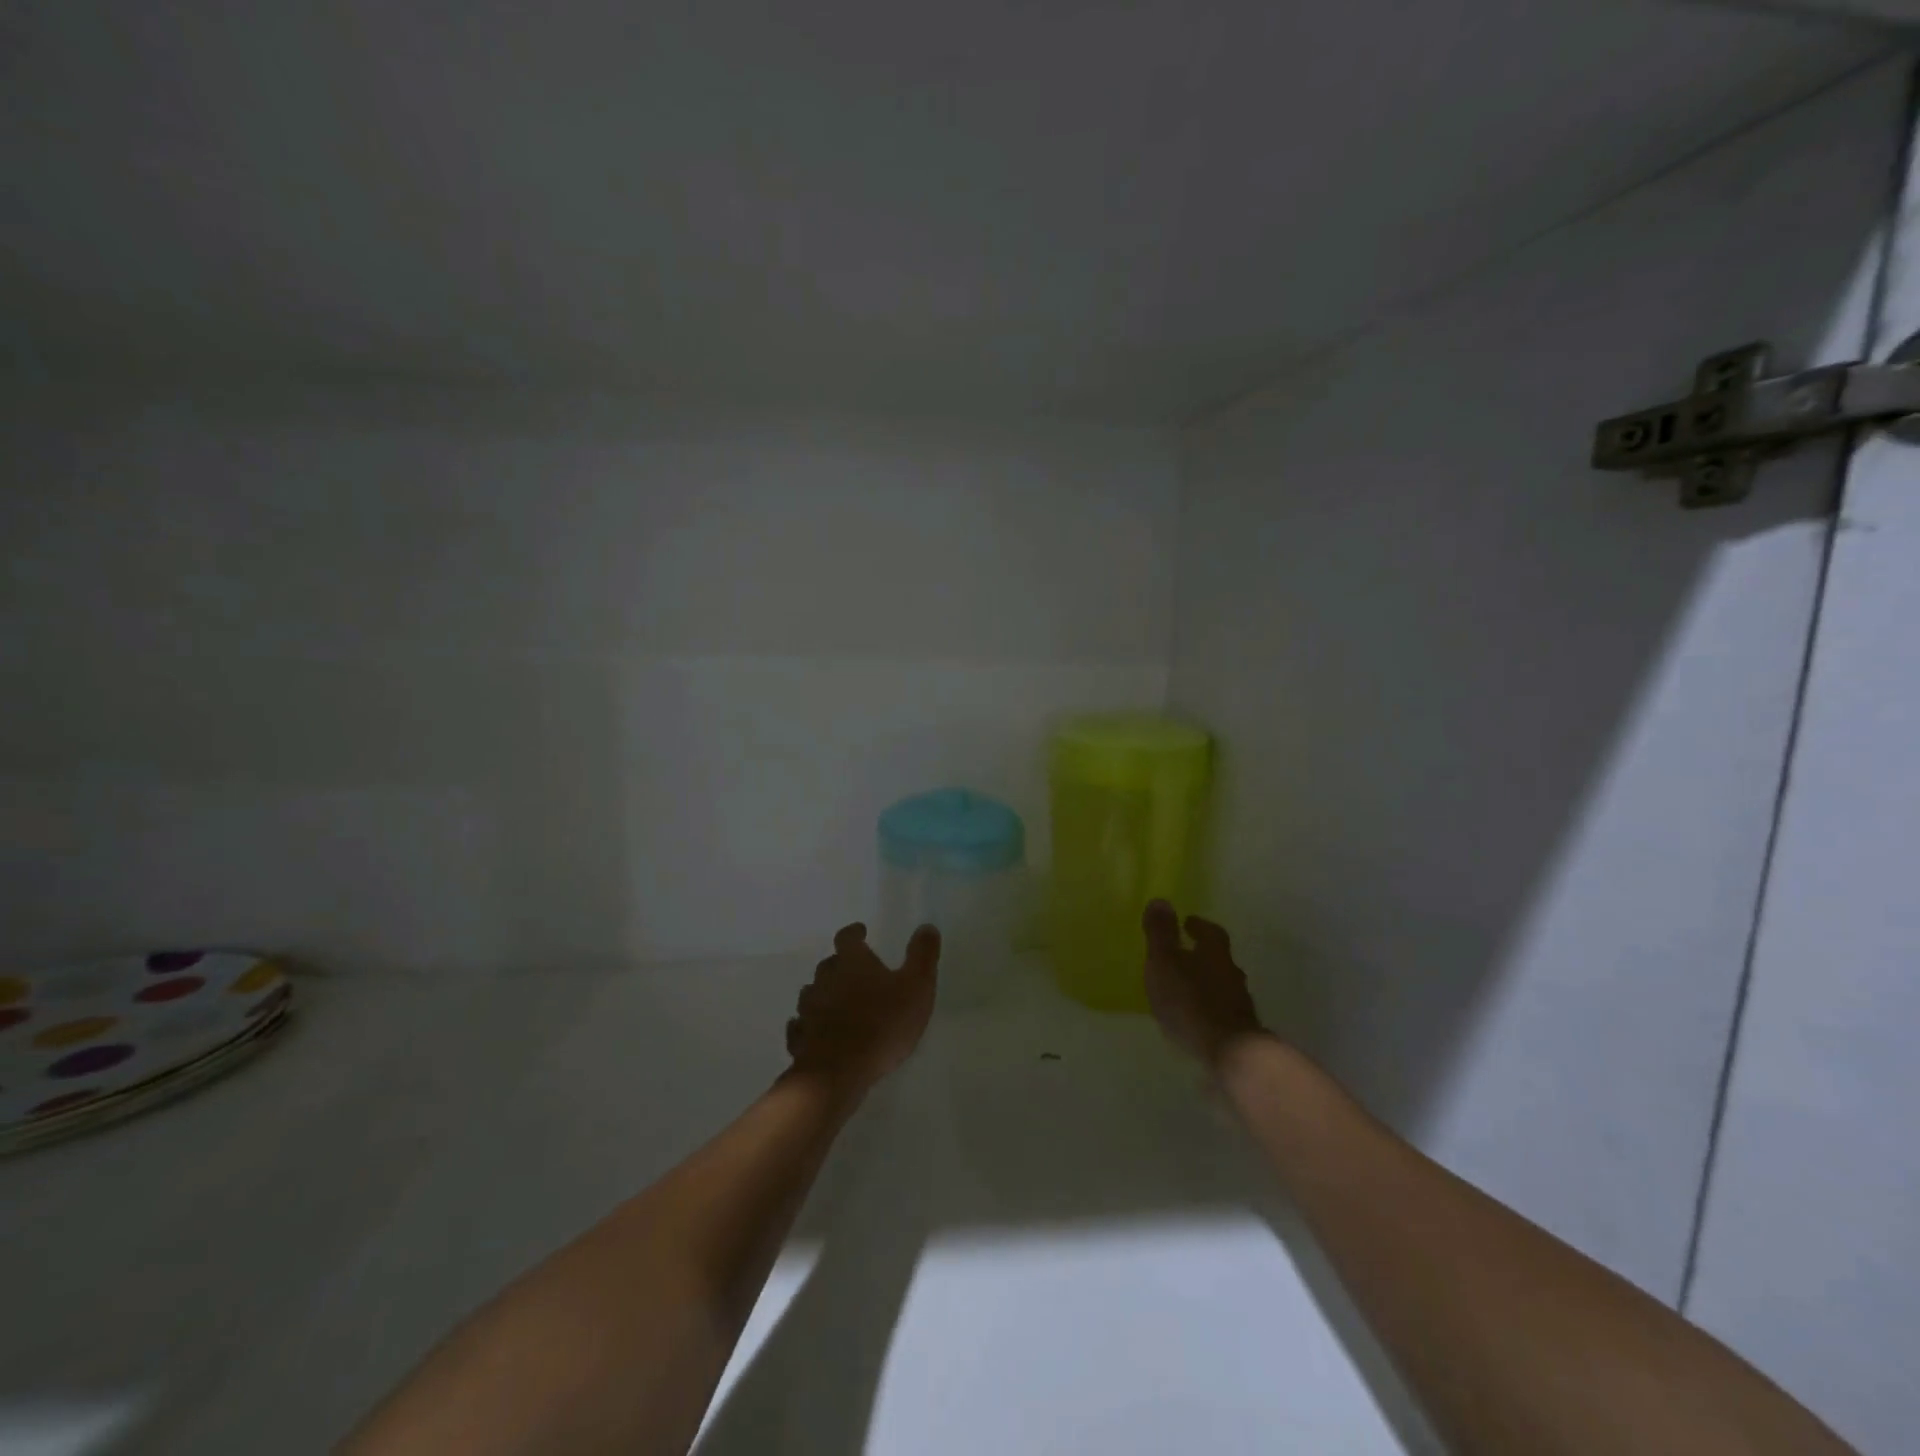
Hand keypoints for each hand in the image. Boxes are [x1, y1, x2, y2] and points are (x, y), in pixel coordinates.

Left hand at [785, 922, 939, 1106]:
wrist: (839, 1071)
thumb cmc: (883, 1024)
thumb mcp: (916, 987)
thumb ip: (922, 955)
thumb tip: (927, 926)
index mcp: (852, 962)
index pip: (847, 938)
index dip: (854, 933)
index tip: (861, 932)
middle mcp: (824, 979)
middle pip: (828, 964)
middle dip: (840, 966)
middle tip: (855, 973)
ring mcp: (808, 1009)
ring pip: (812, 993)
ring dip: (823, 994)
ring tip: (837, 1003)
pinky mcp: (799, 1039)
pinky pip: (801, 1026)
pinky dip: (808, 1025)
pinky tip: (816, 1033)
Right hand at [1143, 900, 1264, 1068]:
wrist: (1231, 1054)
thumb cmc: (1191, 1001)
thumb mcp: (1165, 962)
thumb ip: (1161, 934)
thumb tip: (1161, 900)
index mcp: (1215, 953)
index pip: (1210, 932)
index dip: (1198, 926)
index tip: (1187, 923)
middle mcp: (1232, 973)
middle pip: (1218, 958)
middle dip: (1202, 954)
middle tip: (1183, 954)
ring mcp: (1239, 1004)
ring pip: (1221, 985)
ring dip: (1205, 983)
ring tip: (1184, 989)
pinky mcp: (1239, 1031)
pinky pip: (1221, 1011)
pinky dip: (1208, 1009)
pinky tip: (1194, 1018)